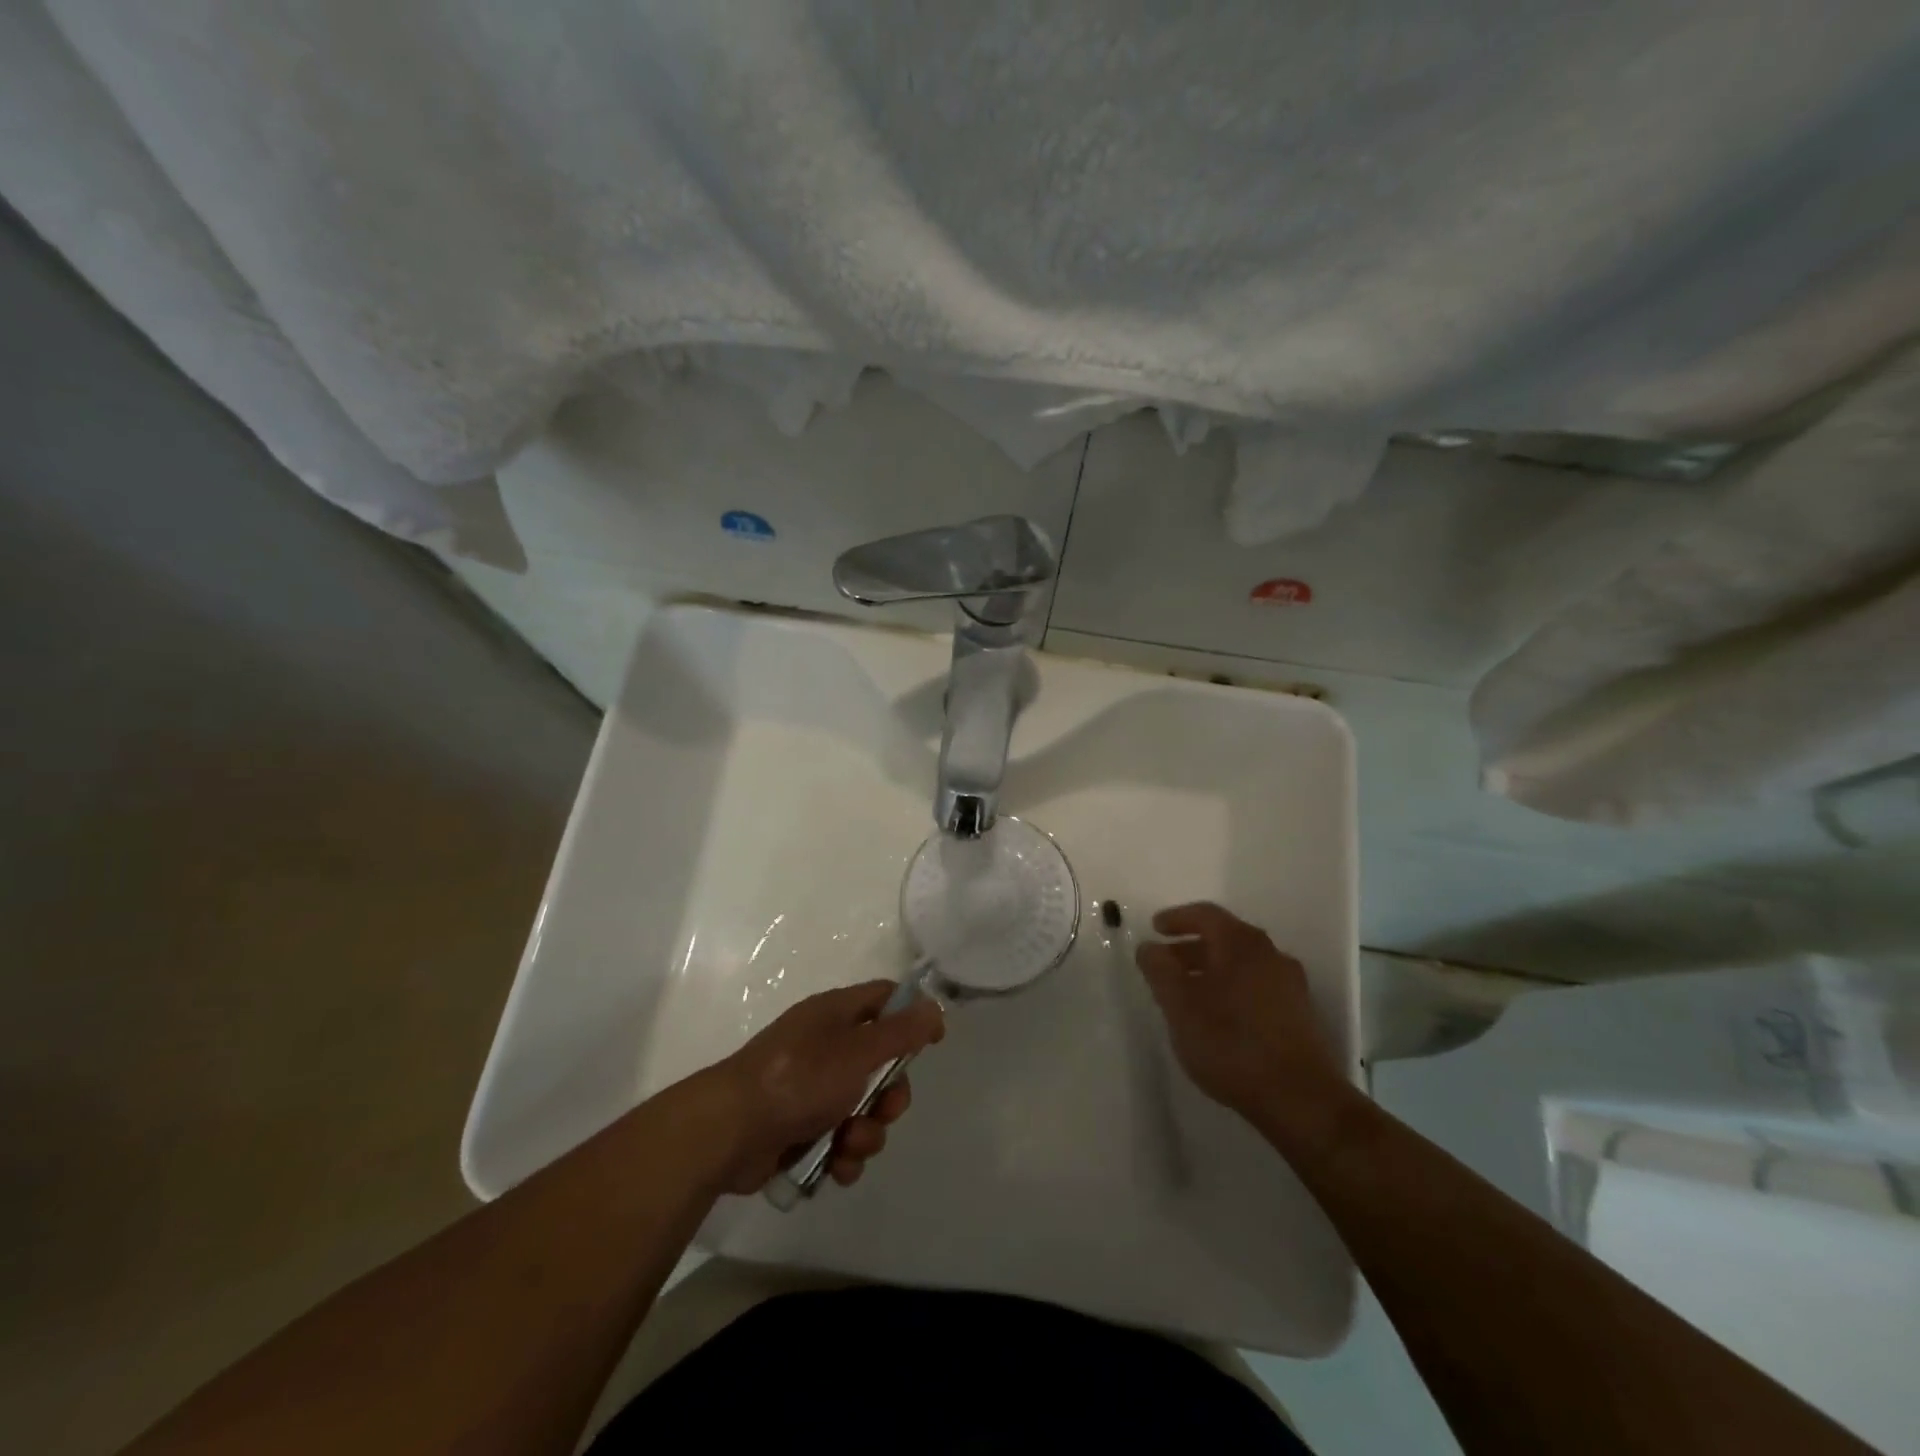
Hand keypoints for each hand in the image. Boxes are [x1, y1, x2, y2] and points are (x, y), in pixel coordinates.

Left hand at [705, 981, 944, 1195]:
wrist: (729, 1132)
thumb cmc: (798, 1079)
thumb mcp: (857, 1051)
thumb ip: (900, 1032)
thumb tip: (934, 1007)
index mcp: (834, 1014)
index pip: (883, 998)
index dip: (911, 1014)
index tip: (933, 1041)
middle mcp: (824, 1046)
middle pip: (879, 1064)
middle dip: (890, 1094)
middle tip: (886, 1110)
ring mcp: (810, 1090)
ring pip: (862, 1109)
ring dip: (866, 1132)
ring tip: (848, 1145)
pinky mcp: (799, 1129)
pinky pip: (839, 1140)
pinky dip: (843, 1155)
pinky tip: (835, 1165)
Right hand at [1135, 902, 1342, 1125]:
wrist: (1300, 1098)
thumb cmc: (1230, 1043)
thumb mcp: (1179, 1005)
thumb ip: (1159, 970)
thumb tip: (1149, 947)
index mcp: (1240, 943)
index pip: (1204, 914)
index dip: (1176, 918)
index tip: (1154, 928)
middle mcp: (1269, 954)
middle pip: (1224, 938)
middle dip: (1191, 948)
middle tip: (1165, 964)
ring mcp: (1290, 984)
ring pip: (1242, 964)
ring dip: (1212, 971)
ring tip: (1188, 995)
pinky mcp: (1300, 1014)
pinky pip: (1257, 987)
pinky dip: (1232, 989)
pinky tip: (1219, 1017)